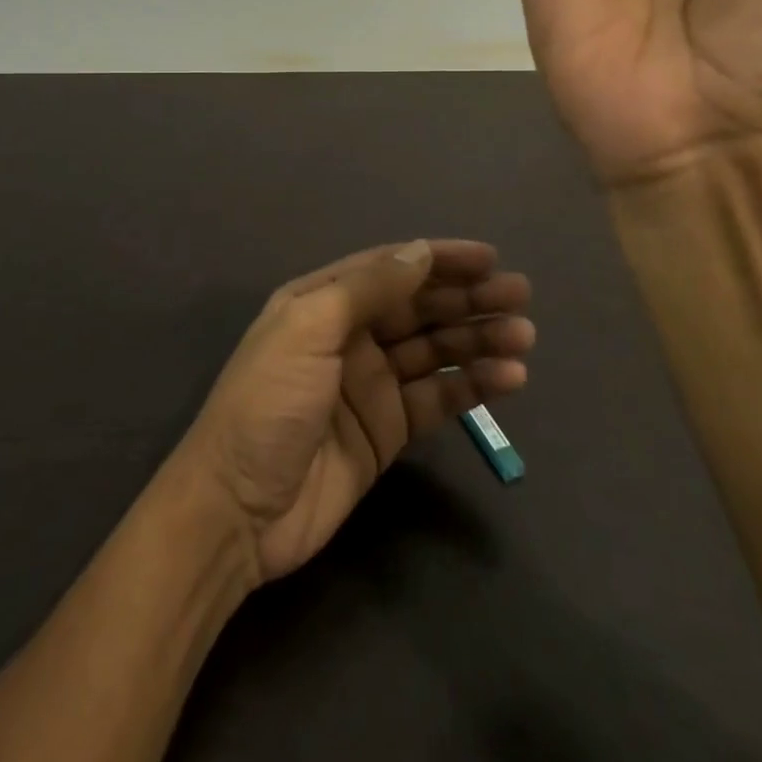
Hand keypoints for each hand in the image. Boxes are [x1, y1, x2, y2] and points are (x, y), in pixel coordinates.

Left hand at [176, 240, 533, 583]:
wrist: (238, 510)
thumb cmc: (267, 403)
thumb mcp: (308, 330)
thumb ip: (366, 289)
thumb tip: (420, 251)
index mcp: (322, 301)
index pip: (390, 268)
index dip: (438, 259)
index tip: (488, 257)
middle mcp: (349, 335)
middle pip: (418, 307)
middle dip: (468, 298)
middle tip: (521, 294)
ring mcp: (370, 383)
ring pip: (434, 350)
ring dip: (478, 339)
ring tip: (523, 336)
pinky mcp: (387, 430)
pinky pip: (437, 397)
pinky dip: (472, 385)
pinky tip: (508, 378)